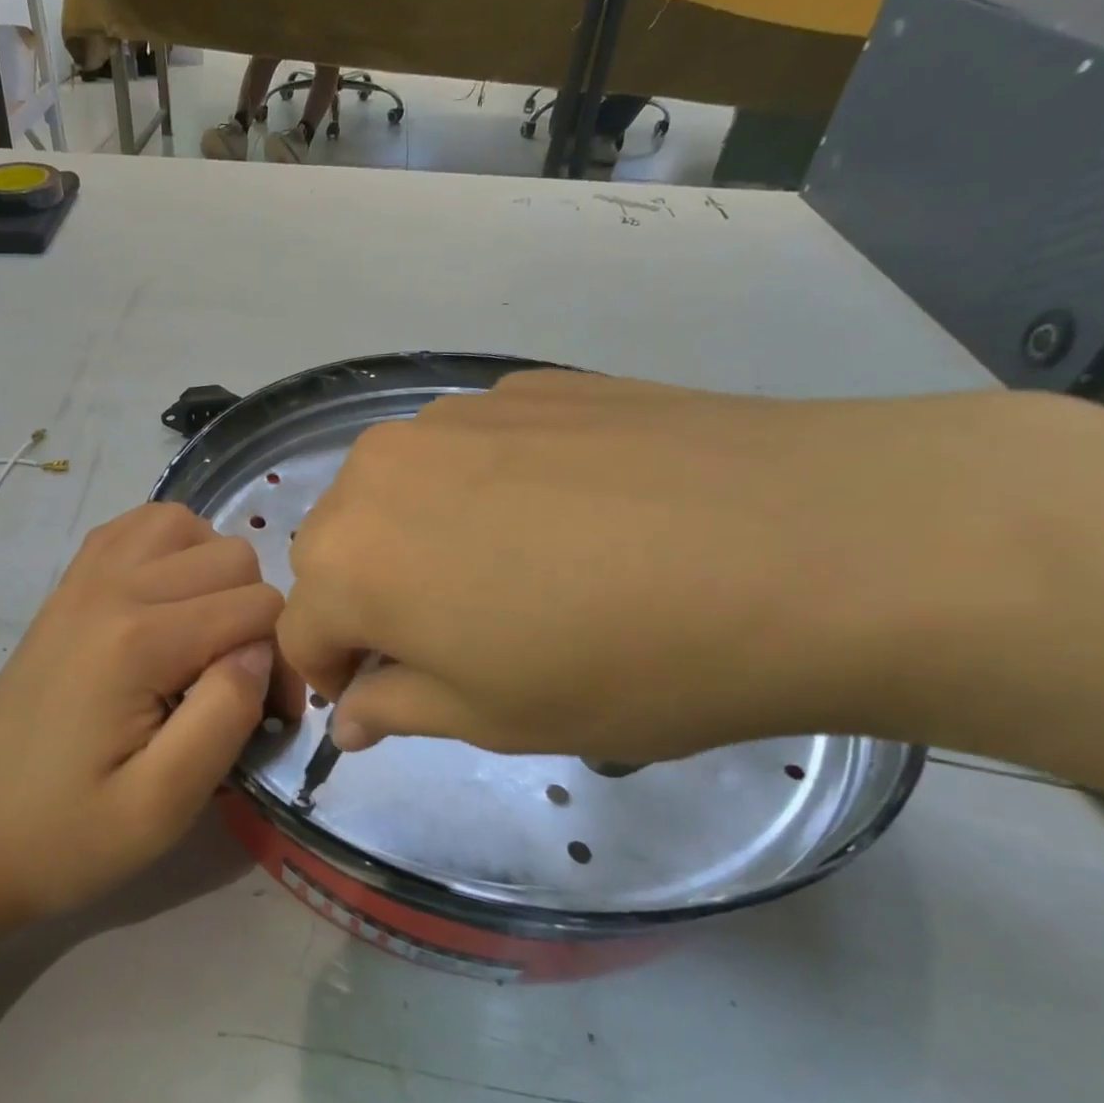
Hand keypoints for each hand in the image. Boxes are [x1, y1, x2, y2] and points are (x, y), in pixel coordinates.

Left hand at [0, 504, 300, 922]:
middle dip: (256, 615)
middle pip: (231, 556)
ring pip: (184, 524)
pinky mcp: (65, 589)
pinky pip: (133, 528)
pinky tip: (168, 600)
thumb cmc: (65, 836)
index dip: (282, 660)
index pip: (259, 607)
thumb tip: (260, 651)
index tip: (270, 719)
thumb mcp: (161, 807)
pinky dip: (169, 548)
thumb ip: (225, 717)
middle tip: (238, 685)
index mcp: (138, 640)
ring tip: (208, 634)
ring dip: (215, 572)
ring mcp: (81, 580)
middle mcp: (111, 588)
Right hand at [277, 370, 1054, 762]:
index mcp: (351, 558)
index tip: (382, 697)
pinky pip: (465, 451)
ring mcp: (450, 414)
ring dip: (420, 539)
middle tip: (453, 639)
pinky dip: (480, 490)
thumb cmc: (623, 663)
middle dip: (369, 600)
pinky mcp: (521, 384)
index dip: (332, 673)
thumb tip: (354, 712)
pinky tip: (567, 515)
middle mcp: (377, 470)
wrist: (803, 543)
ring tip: (515, 572)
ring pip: (396, 492)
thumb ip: (399, 708)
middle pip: (337, 550)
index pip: (299, 628)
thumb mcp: (494, 718)